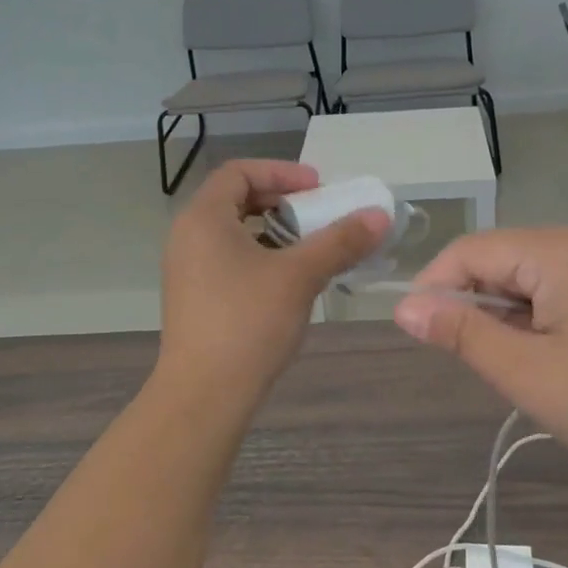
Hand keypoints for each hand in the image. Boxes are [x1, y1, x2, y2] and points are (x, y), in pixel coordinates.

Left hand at [158, 160, 389, 399]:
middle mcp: (188, 236)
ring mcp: (187, 269)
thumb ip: (339, 241)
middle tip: (318, 215)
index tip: (318, 188)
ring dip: (275, 232)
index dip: (281, 172)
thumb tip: (379, 215)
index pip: (239, 172)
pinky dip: (262, 257)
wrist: (204, 395)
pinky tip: (290, 281)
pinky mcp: (195, 297)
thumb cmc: (248, 323)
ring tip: (310, 248)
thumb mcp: (299, 276)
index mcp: (203, 218)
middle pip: (236, 200)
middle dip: (282, 202)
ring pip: (235, 233)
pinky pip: (230, 260)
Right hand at [392, 226, 567, 491]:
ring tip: (516, 365)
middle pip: (502, 257)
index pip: (471, 250)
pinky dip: (540, 315)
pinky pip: (562, 286)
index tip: (417, 333)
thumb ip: (461, 333)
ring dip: (507, 312)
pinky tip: (550, 355)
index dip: (435, 287)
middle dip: (474, 303)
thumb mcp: (527, 373)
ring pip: (531, 274)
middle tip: (472, 360)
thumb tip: (405, 307)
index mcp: (559, 249)